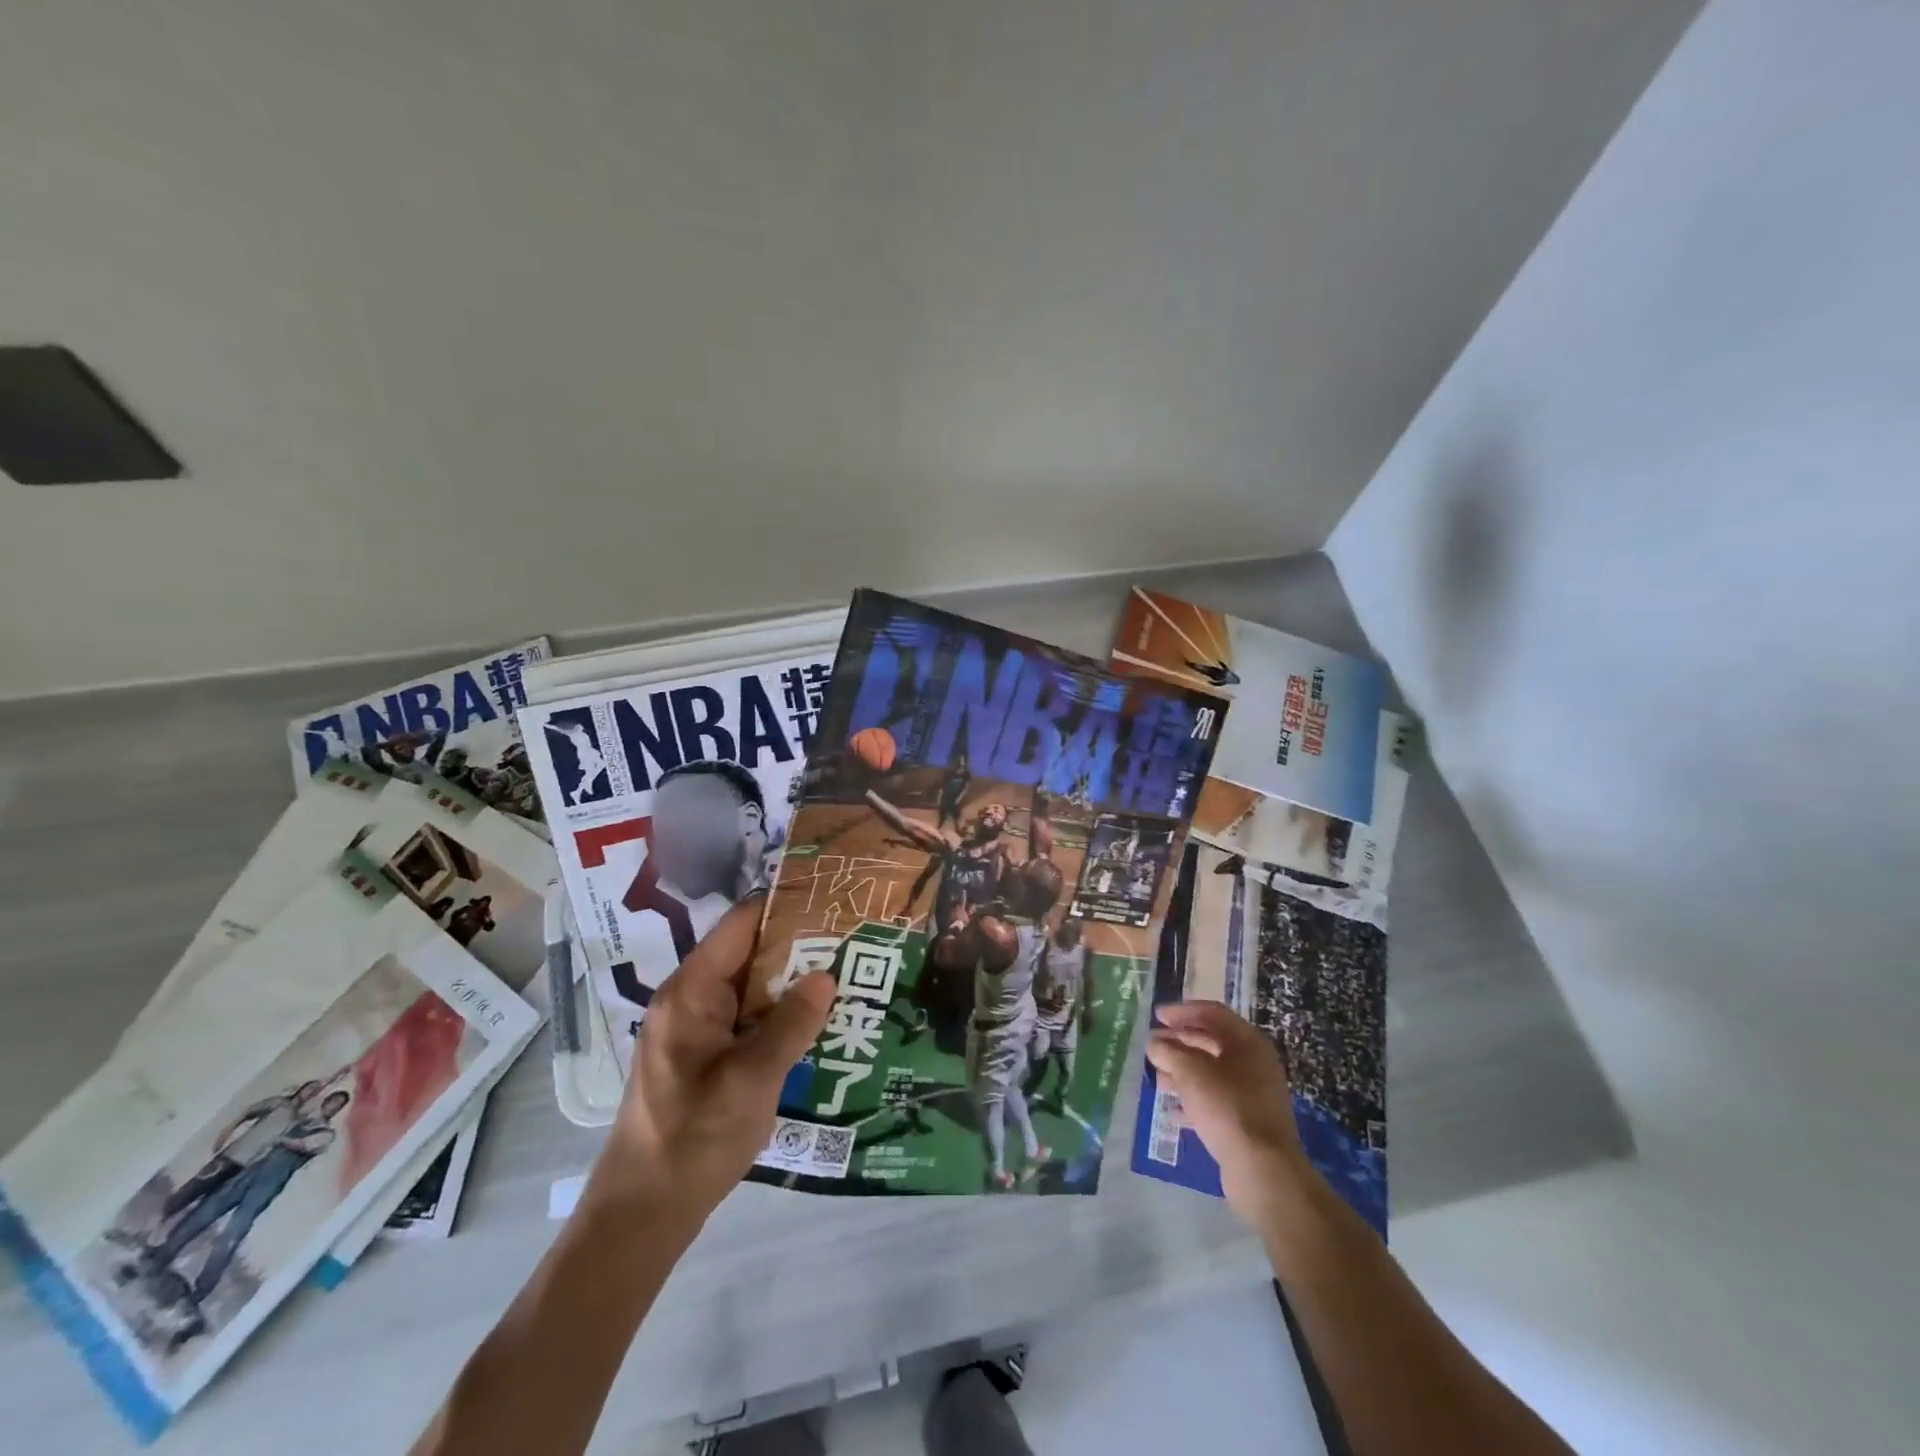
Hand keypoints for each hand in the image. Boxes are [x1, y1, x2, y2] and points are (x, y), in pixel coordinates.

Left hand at [590, 899, 834, 1222]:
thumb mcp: (752, 1079)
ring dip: (790, 985)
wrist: (641, 1214)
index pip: (740, 926)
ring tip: (844, 976)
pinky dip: (776, 1016)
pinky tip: (814, 1025)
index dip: (783, 908)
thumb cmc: (694, 1137)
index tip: (830, 902)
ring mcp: (693, 1030)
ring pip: (748, 989)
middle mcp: (688, 1000)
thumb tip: (827, 975)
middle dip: (796, 948)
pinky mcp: (700, 1057)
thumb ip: (791, 1024)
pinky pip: (743, 1019)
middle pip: (746, 954)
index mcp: (691, 992)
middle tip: (850, 942)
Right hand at [1145, 1001, 1316, 1228]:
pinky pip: (1215, 1100)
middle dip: (1179, 1042)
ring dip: (1183, 1071)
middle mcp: (1254, 1063)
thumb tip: (1153, 1043)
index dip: (1182, 1011)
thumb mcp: (1191, 1073)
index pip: (1212, 1013)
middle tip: (1153, 1046)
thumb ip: (1169, 1052)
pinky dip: (1193, 1099)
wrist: (1263, 1170)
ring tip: (1157, 1077)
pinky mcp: (1247, 1121)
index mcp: (1248, 1042)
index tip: (1157, 1016)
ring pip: (1211, 1072)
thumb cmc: (1227, 1107)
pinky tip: (1173, 1110)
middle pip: (1211, 1042)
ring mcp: (1253, 1093)